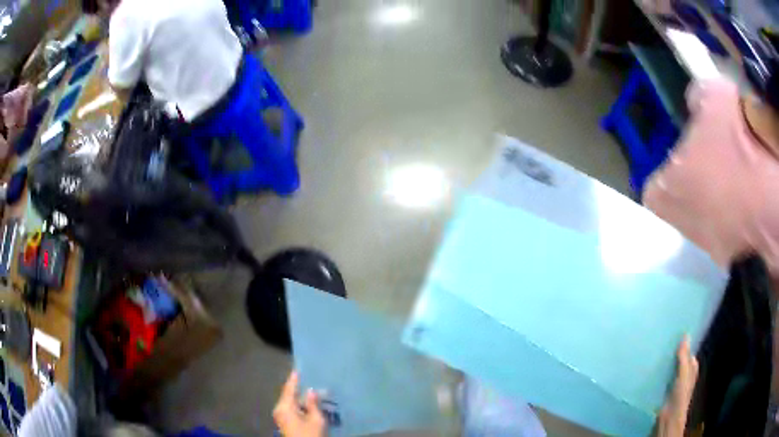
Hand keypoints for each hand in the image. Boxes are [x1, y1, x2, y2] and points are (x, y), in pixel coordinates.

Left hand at [273, 371, 326, 436]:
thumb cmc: (310, 434)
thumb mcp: (316, 419)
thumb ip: (312, 404)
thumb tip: (310, 391)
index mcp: (284, 407)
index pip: (289, 389)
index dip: (294, 380)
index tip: (297, 370)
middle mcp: (279, 409)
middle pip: (287, 395)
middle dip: (297, 389)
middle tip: (307, 380)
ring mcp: (280, 417)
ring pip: (289, 402)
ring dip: (298, 398)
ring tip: (309, 391)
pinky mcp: (284, 423)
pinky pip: (289, 409)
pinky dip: (297, 405)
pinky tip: (306, 404)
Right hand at [657, 335, 698, 436]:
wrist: (669, 417)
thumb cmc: (680, 394)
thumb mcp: (684, 374)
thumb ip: (684, 357)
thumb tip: (685, 335)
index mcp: (692, 367)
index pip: (688, 352)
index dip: (683, 344)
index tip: (674, 334)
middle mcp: (684, 373)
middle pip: (679, 360)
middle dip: (672, 353)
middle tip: (662, 342)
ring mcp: (674, 382)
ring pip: (670, 368)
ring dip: (664, 363)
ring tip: (654, 353)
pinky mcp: (664, 390)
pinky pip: (662, 377)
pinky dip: (658, 373)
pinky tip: (651, 369)